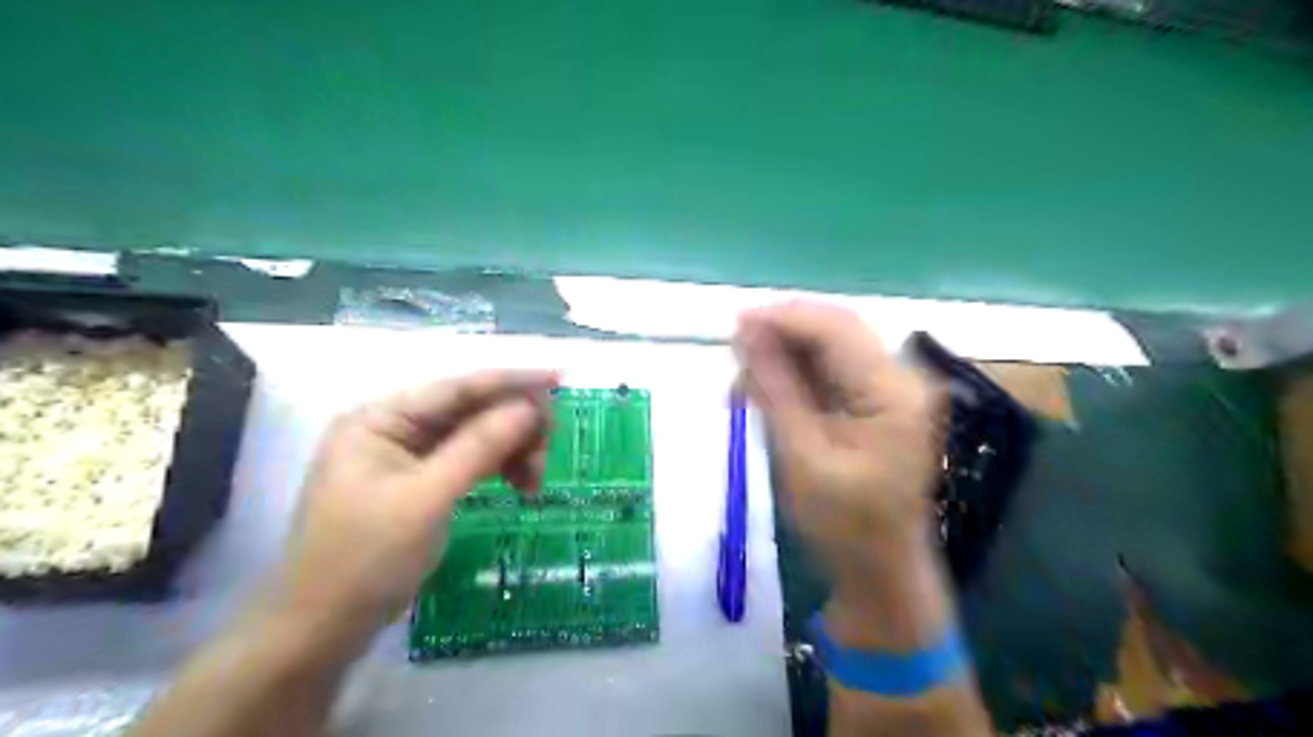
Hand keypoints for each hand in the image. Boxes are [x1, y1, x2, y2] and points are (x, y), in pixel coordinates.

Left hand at [265, 371, 550, 646]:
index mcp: (380, 419)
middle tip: (547, 453)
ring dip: (512, 450)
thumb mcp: (426, 499)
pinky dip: (499, 468)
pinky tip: (520, 485)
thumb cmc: (364, 560)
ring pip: (477, 435)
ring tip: (534, 482)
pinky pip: (471, 459)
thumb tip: (529, 407)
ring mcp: (407, 455)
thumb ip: (479, 447)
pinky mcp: (421, 480)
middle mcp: (394, 427)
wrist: (322, 630)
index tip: (560, 379)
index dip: (512, 381)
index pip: (458, 387)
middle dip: (515, 427)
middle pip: (471, 409)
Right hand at [736, 299, 937, 586]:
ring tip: (745, 382)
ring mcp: (892, 388)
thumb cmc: (843, 526)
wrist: (882, 570)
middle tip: (735, 351)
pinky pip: (832, 369)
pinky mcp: (878, 401)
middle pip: (836, 329)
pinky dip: (796, 373)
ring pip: (831, 345)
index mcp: (893, 392)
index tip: (734, 326)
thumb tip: (746, 334)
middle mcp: (900, 378)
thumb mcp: (802, 458)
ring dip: (786, 353)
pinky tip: (768, 392)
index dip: (783, 319)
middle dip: (782, 332)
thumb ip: (775, 390)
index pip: (835, 330)